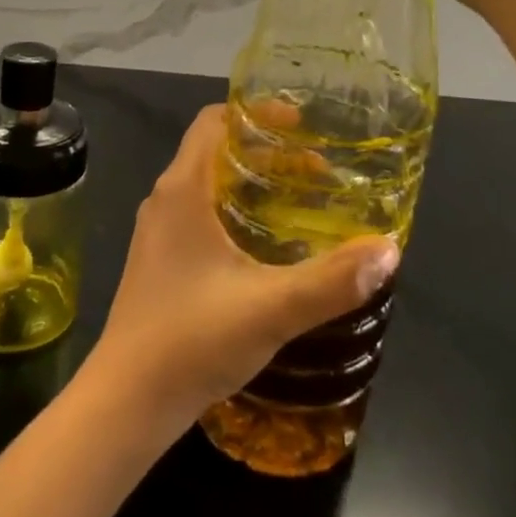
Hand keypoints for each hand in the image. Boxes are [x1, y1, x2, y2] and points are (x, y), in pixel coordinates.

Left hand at [87, 106, 398, 432]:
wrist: (127, 402)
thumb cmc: (192, 340)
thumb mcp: (271, 307)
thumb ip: (332, 279)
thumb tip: (388, 249)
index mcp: (183, 190)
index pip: (213, 122)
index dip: (255, 114)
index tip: (301, 124)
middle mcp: (165, 201)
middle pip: (215, 153)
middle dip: (265, 152)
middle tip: (316, 169)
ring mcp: (158, 234)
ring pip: (207, 187)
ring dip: (251, 185)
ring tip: (300, 202)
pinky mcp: (160, 264)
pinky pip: (200, 217)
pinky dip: (235, 214)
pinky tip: (267, 247)